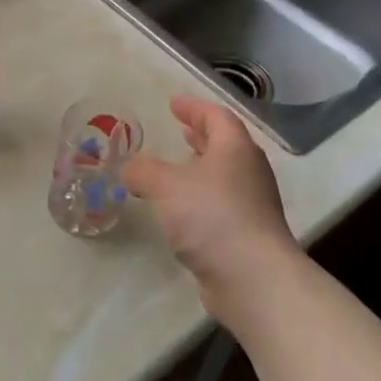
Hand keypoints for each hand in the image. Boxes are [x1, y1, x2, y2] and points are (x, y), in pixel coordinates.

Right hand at [123, 96, 299, 326]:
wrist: (252, 277)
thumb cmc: (211, 216)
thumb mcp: (166, 185)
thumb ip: (143, 170)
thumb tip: (129, 167)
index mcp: (235, 149)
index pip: (216, 116)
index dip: (194, 107)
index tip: (173, 103)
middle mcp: (249, 171)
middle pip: (225, 144)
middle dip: (200, 136)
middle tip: (179, 129)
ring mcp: (252, 204)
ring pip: (223, 175)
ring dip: (200, 167)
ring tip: (175, 168)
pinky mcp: (246, 233)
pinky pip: (220, 203)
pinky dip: (200, 197)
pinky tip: (180, 209)